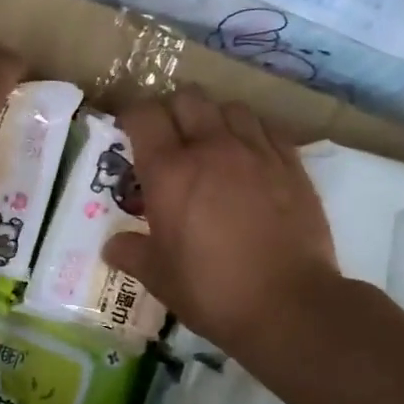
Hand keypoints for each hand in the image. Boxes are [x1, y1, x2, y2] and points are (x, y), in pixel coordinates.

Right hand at [103, 86, 337, 354]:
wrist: (289, 305)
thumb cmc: (211, 289)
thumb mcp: (158, 276)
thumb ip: (131, 253)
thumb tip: (112, 245)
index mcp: (169, 172)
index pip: (143, 115)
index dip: (131, 118)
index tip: (128, 134)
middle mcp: (211, 148)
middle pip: (187, 98)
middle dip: (172, 111)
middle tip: (168, 139)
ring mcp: (255, 152)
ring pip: (229, 107)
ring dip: (214, 117)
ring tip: (211, 144)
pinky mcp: (291, 164)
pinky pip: (266, 128)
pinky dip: (251, 133)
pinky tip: (249, 157)